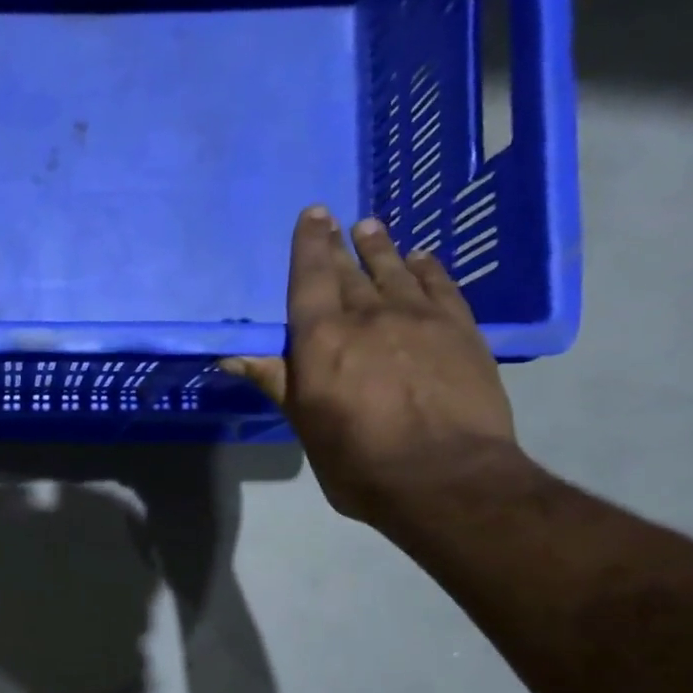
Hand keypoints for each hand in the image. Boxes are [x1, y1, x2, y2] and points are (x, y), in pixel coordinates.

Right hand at [224, 208, 521, 525]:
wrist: (446, 477)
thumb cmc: (360, 461)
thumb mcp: (305, 425)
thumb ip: (276, 381)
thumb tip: (231, 355)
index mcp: (322, 339)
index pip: (310, 278)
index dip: (309, 245)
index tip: (312, 215)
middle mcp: (369, 315)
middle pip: (350, 271)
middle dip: (339, 245)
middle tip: (336, 221)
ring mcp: (420, 318)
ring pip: (395, 271)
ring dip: (381, 248)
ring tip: (371, 228)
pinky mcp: (461, 330)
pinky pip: (441, 286)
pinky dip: (428, 268)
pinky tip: (421, 259)